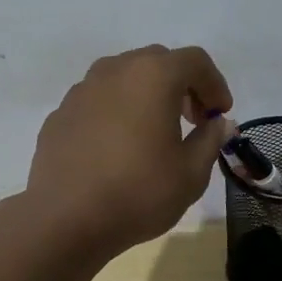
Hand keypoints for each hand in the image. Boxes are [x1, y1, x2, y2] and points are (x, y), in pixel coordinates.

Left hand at [26, 45, 235, 260]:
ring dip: (146, 94)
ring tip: (154, 130)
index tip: (220, 114)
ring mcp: (82, 90)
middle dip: (181, 85)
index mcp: (153, 76)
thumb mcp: (191, 173)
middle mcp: (115, 70)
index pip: (195, 61)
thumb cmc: (138, 192)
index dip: (215, 84)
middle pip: (158, 62)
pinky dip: (116, 111)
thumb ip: (210, 140)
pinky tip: (118, 146)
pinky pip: (97, 100)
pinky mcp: (60, 113)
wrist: (65, 219)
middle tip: (193, 120)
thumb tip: (218, 123)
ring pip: (123, 77)